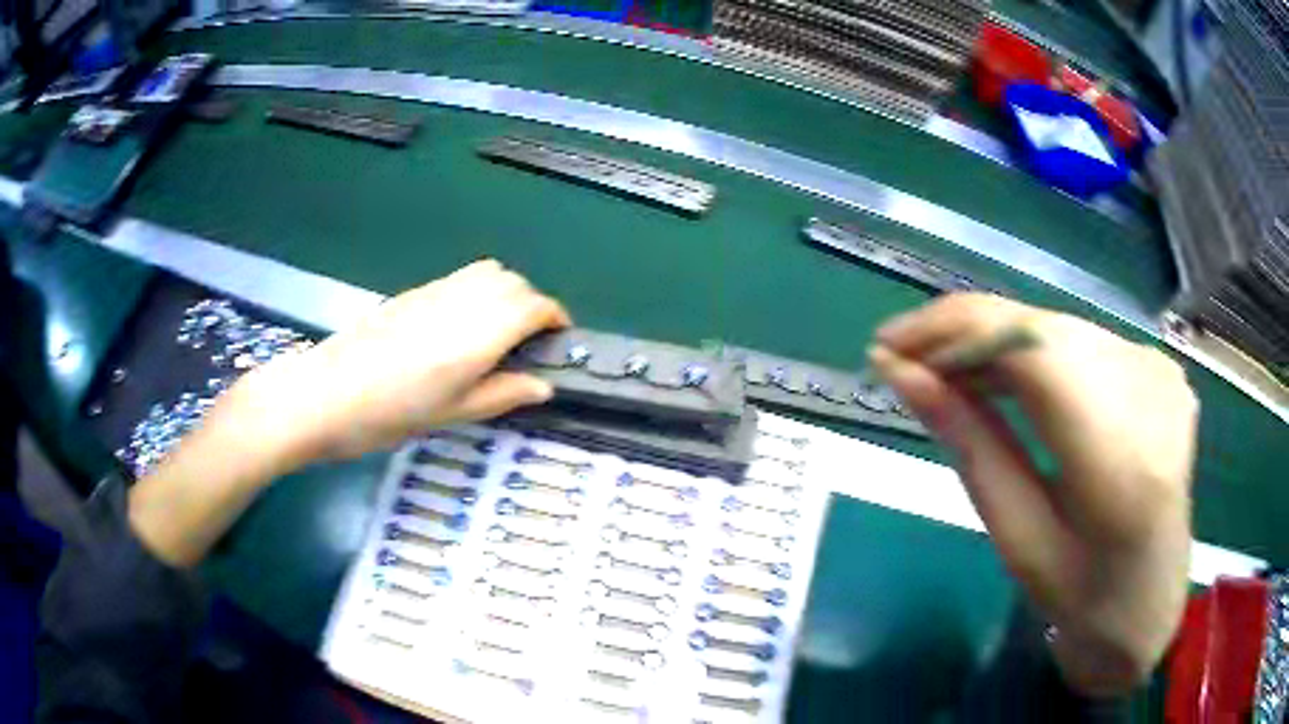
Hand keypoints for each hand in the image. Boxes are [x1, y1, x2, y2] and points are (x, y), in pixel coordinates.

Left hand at [130, 260, 568, 567]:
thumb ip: (501, 395)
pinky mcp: (411, 294)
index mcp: (475, 335)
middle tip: (529, 344)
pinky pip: (460, 279)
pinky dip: (478, 293)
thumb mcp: (450, 415)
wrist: (320, 395)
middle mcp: (459, 302)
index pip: (533, 306)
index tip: (560, 341)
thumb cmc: (386, 416)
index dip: (555, 318)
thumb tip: (543, 387)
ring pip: (487, 273)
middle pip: (512, 281)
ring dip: (506, 294)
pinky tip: (462, 329)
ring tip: (499, 335)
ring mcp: (432, 292)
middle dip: (532, 305)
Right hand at [869, 293, 1196, 696]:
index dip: (956, 331)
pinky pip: (1081, 340)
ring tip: (947, 376)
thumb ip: (970, 446)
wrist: (1151, 603)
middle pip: (1042, 328)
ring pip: (1057, 327)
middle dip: (964, 335)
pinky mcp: (1160, 367)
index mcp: (1120, 465)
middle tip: (906, 364)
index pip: (1034, 349)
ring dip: (994, 343)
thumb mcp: (1018, 539)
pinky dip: (1033, 353)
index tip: (888, 347)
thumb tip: (903, 375)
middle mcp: (1151, 396)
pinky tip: (1006, 382)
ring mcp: (1161, 373)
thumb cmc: (1081, 599)